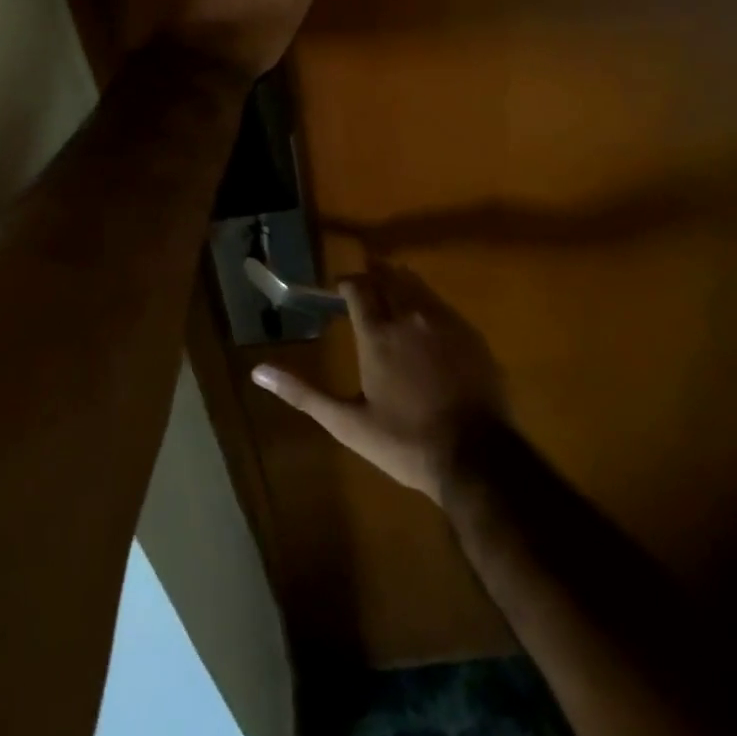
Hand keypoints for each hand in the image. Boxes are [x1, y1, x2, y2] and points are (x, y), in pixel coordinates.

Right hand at [251, 262, 508, 503]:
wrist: (478, 459)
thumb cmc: (405, 443)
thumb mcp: (347, 424)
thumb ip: (303, 393)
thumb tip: (257, 372)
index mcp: (378, 333)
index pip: (357, 286)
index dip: (346, 284)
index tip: (339, 292)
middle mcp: (409, 316)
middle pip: (388, 276)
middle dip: (372, 277)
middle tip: (362, 291)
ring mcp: (444, 322)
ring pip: (416, 284)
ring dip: (399, 284)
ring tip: (390, 299)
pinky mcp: (470, 334)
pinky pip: (441, 304)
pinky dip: (425, 304)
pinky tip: (424, 326)